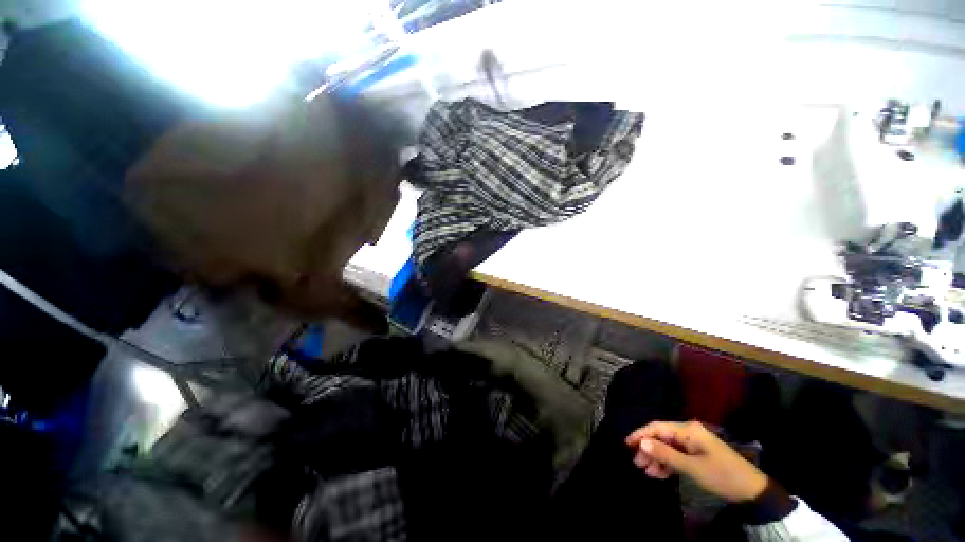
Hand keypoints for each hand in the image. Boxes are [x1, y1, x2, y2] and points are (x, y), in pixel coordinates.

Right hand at [625, 420, 767, 502]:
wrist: (752, 490)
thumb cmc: (721, 475)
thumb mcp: (692, 467)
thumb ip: (665, 454)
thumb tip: (642, 443)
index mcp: (687, 430)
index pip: (657, 427)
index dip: (641, 434)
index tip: (626, 444)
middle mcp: (688, 432)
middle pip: (661, 437)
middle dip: (648, 449)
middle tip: (637, 463)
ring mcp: (693, 443)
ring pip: (667, 447)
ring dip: (657, 458)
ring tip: (647, 472)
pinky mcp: (697, 454)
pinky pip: (676, 455)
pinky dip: (667, 464)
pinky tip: (659, 474)